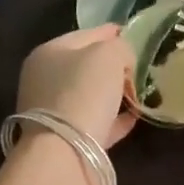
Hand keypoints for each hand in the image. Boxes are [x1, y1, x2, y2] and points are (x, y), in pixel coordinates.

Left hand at [16, 25, 135, 149]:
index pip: (85, 35)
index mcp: (47, 53)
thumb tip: (123, 61)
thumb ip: (120, 48)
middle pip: (85, 67)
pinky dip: (113, 119)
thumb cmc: (83, 92)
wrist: (65, 152)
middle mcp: (44, 81)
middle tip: (139, 68)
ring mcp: (52, 112)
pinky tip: (133, 117)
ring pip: (89, 96)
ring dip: (114, 94)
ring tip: (139, 92)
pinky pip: (95, 123)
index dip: (111, 32)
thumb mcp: (108, 55)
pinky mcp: (65, 140)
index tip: (133, 35)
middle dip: (113, 66)